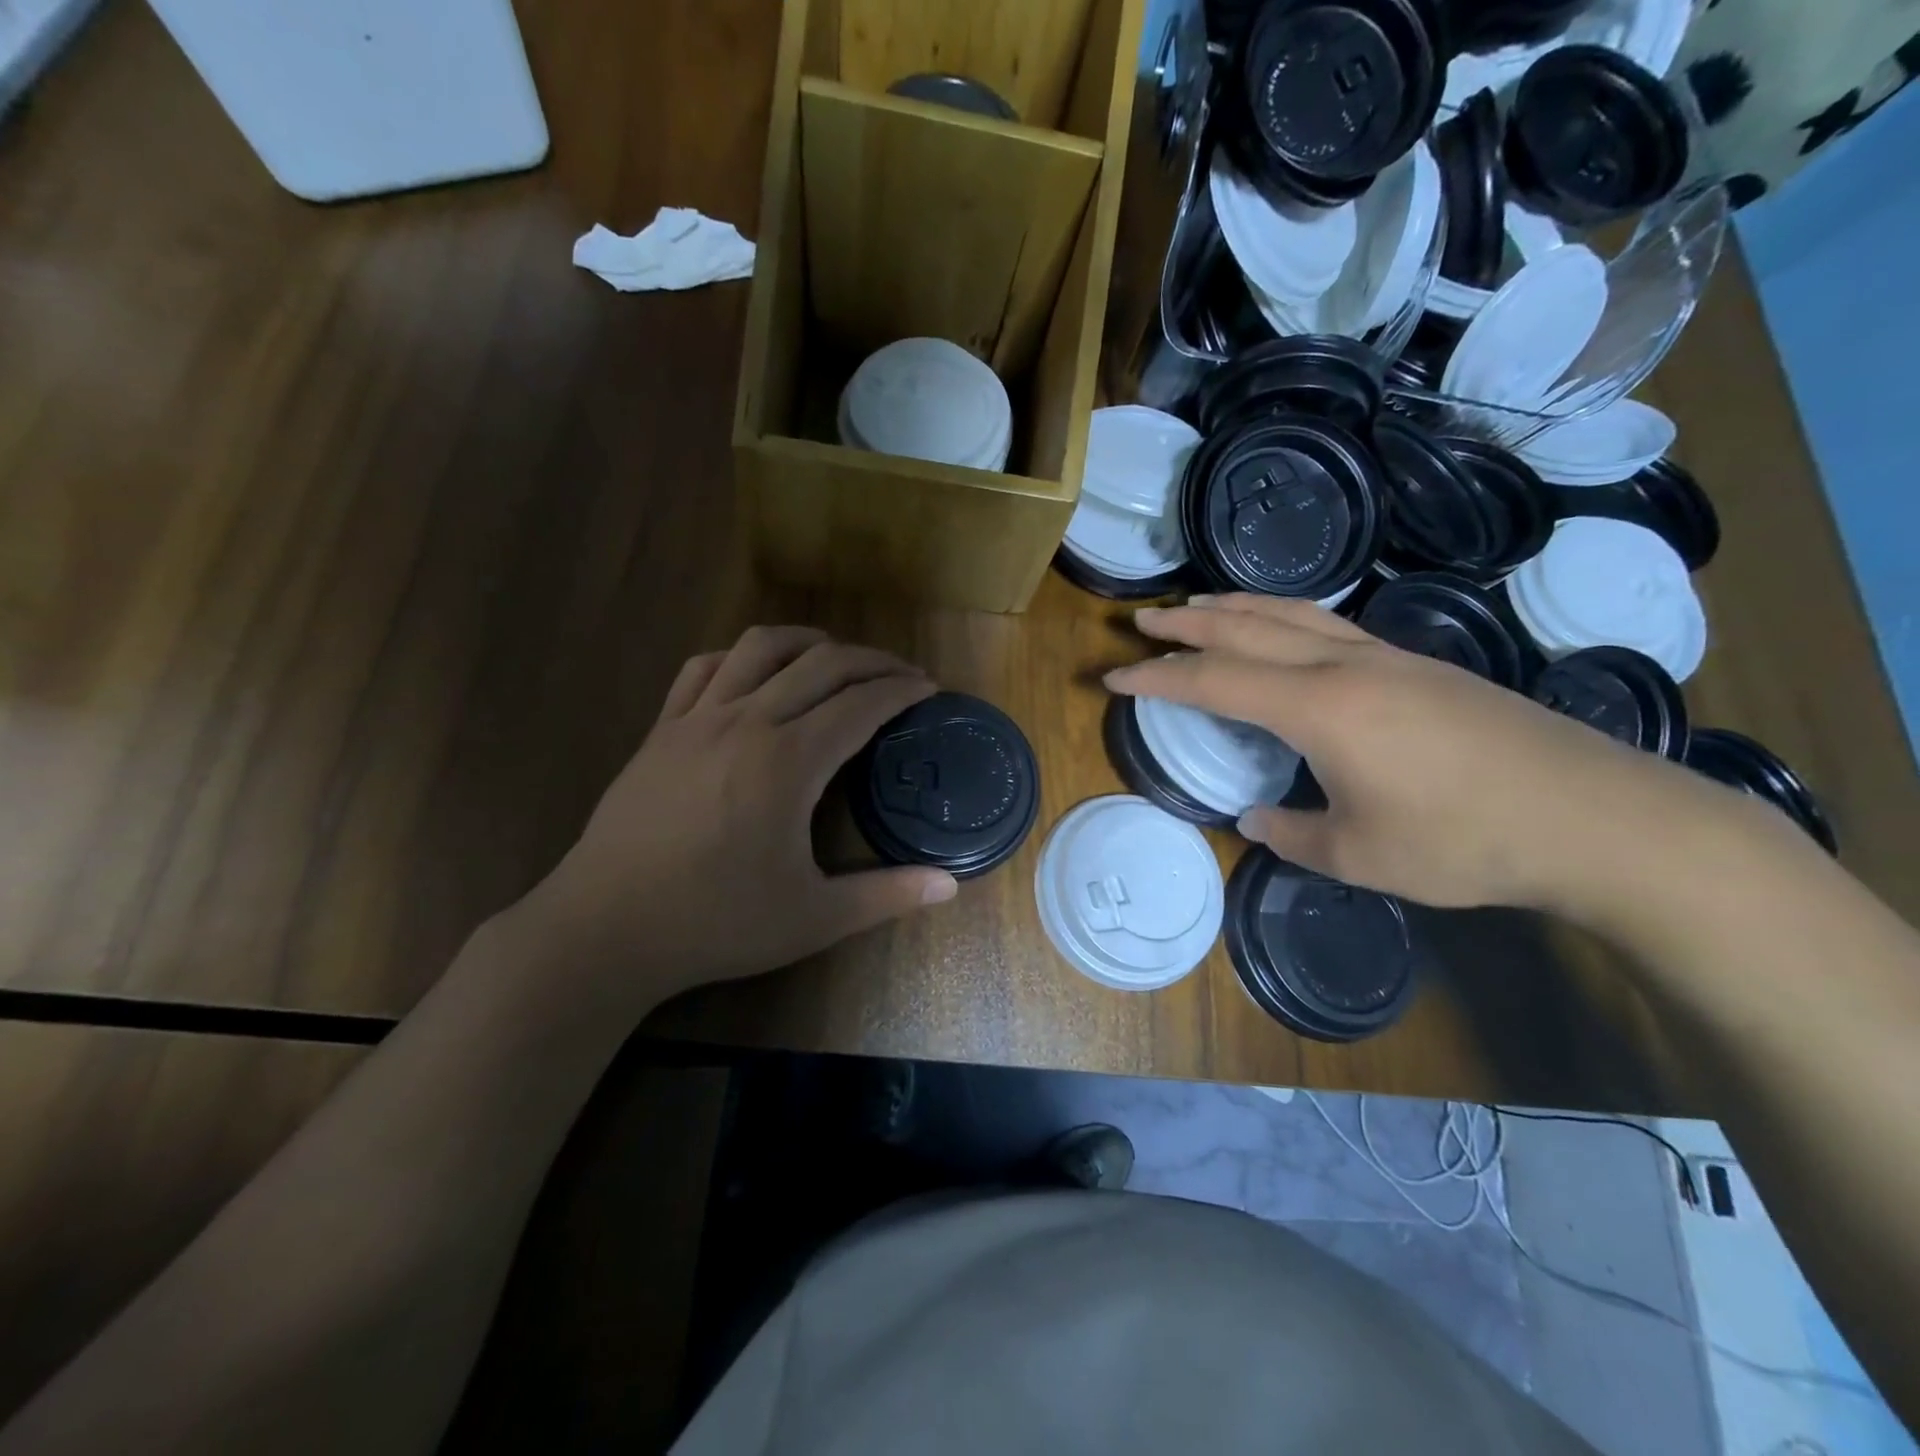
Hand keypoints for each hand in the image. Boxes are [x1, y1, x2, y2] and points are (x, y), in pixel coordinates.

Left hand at [521, 626, 957, 1000]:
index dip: (901, 690)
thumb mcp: (814, 918)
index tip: (929, 689)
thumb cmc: (716, 923)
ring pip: (760, 648)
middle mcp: (747, 722)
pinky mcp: (661, 729)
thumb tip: (951, 885)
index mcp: (789, 762)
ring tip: (836, 656)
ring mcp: (697, 719)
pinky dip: (740, 657)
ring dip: (808, 641)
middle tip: (900, 674)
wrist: (606, 929)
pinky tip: (754, 673)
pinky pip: (704, 668)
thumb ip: (887, 895)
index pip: (861, 704)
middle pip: (821, 664)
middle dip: (871, 660)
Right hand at [1104, 593, 1743, 913]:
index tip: (1113, 675)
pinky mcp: (1419, 664)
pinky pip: (1329, 623)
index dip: (1157, 678)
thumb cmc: (1464, 841)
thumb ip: (1293, 834)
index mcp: (1318, 708)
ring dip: (1235, 607)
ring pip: (1291, 614)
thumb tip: (1256, 817)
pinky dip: (1284, 616)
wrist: (1593, 816)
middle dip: (1185, 625)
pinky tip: (1282, 629)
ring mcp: (1387, 657)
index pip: (1215, 682)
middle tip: (1141, 621)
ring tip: (1198, 605)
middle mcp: (1345, 666)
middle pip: (1246, 629)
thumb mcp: (1360, 856)